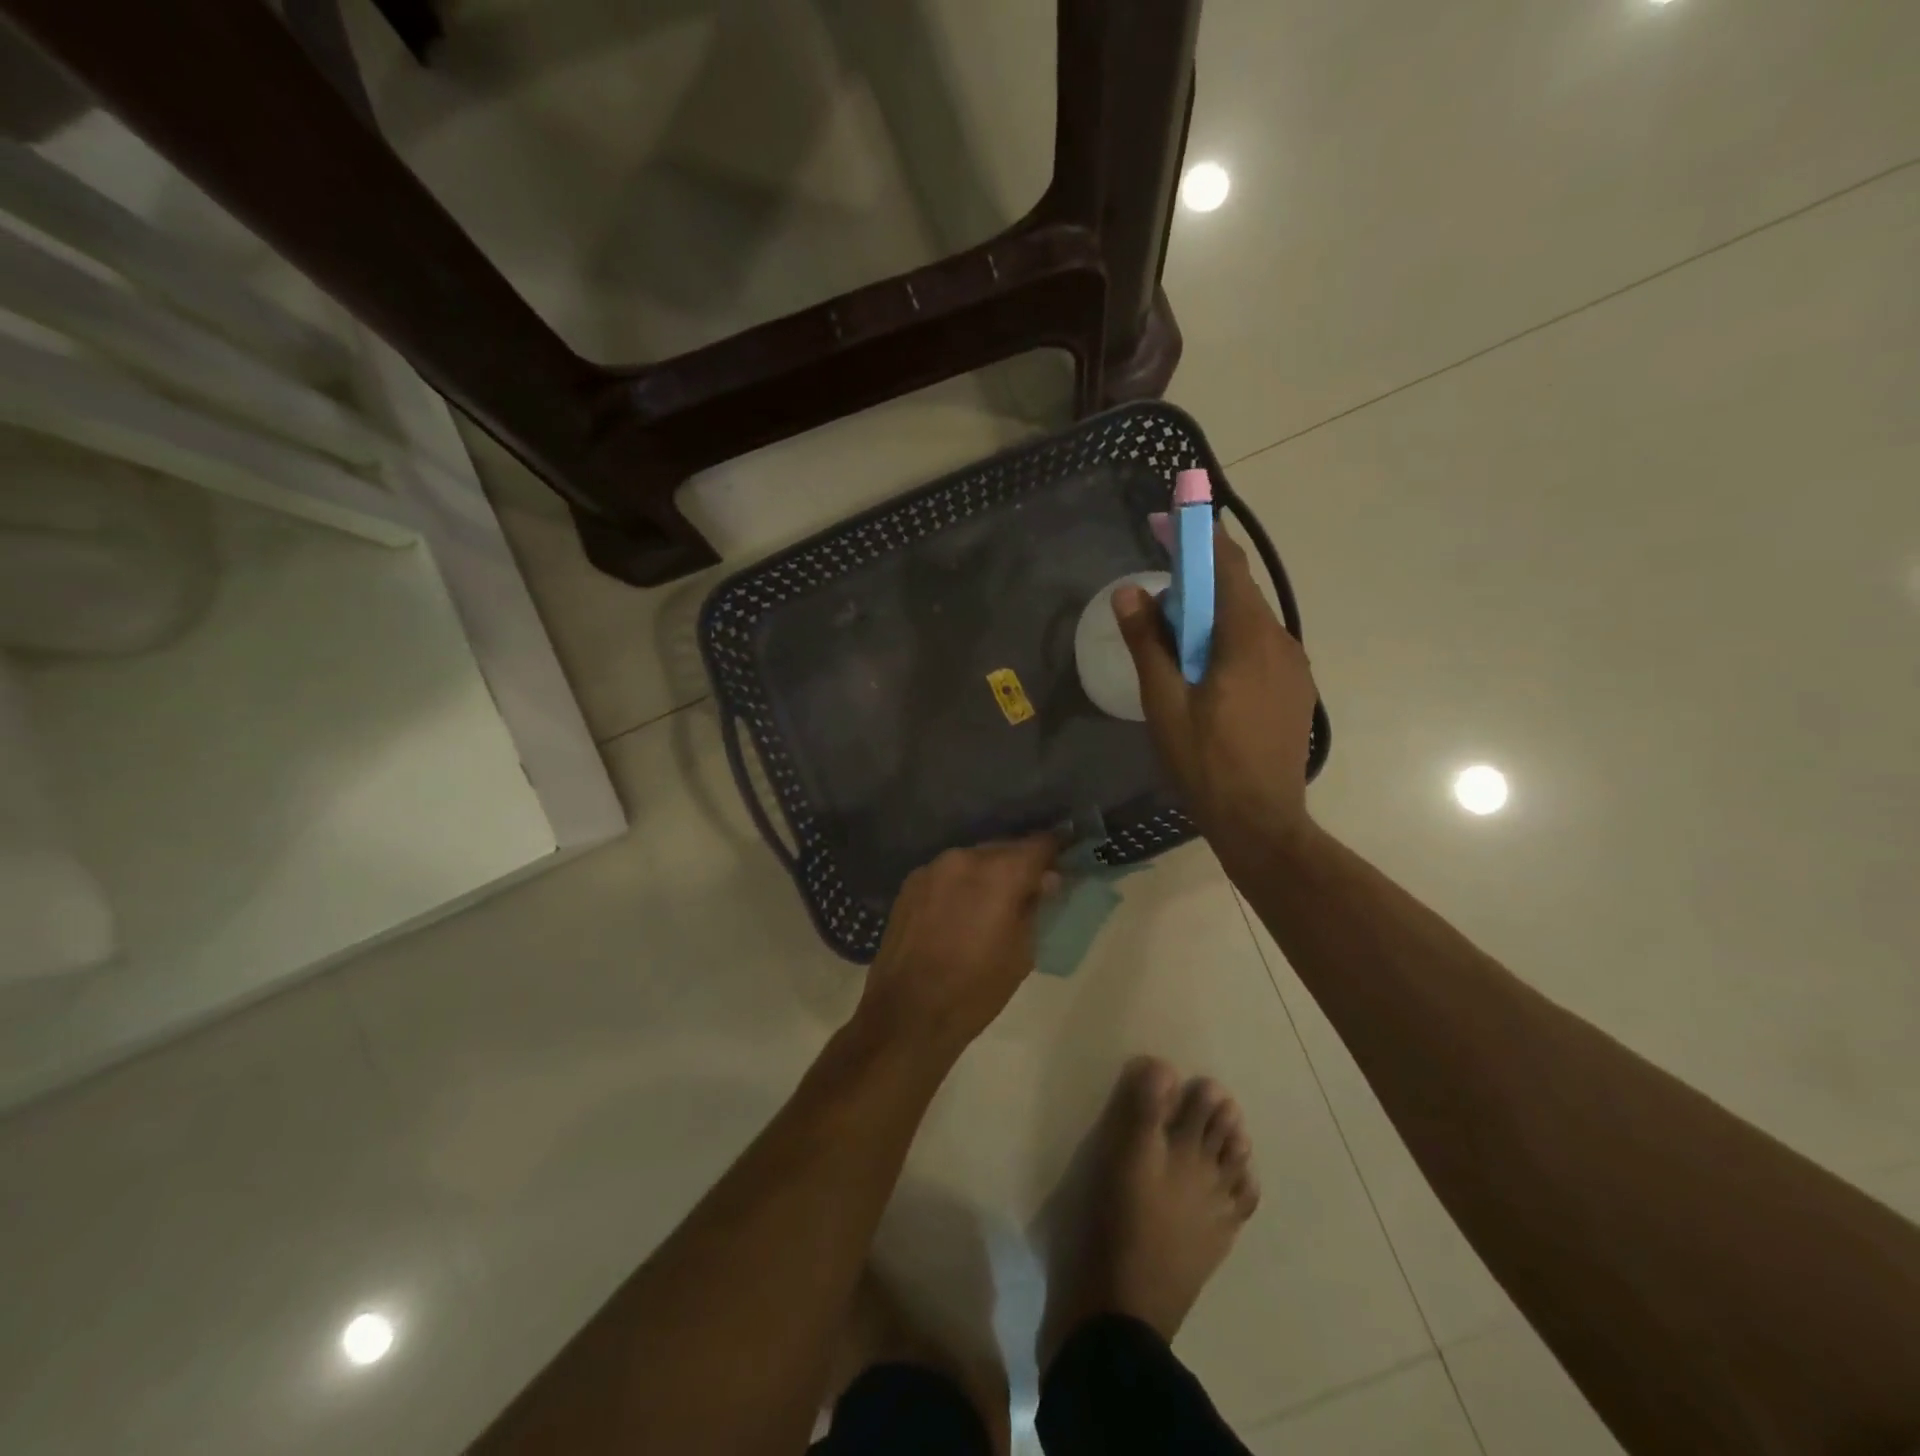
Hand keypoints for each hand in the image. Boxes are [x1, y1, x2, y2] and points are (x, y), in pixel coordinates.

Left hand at [859, 836, 1060, 1056]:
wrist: (908, 1014)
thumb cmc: (976, 989)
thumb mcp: (1021, 952)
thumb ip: (1034, 907)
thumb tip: (1046, 880)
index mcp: (999, 873)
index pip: (1039, 844)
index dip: (1056, 848)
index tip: (1065, 856)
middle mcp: (965, 858)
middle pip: (1003, 848)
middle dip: (1020, 862)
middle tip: (1033, 884)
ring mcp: (932, 867)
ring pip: (973, 859)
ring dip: (988, 872)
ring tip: (994, 899)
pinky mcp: (910, 883)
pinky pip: (947, 873)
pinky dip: (961, 883)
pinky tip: (961, 909)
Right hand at [1114, 529, 1319, 856]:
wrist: (1261, 820)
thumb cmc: (1206, 761)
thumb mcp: (1165, 702)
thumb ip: (1148, 643)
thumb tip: (1130, 591)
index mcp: (1248, 637)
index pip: (1226, 565)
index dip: (1197, 535)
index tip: (1168, 518)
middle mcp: (1279, 641)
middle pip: (1237, 591)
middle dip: (1197, 579)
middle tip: (1156, 593)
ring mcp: (1293, 667)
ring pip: (1247, 621)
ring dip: (1210, 615)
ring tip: (1171, 639)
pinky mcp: (1293, 690)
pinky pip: (1258, 647)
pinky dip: (1227, 641)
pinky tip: (1202, 670)